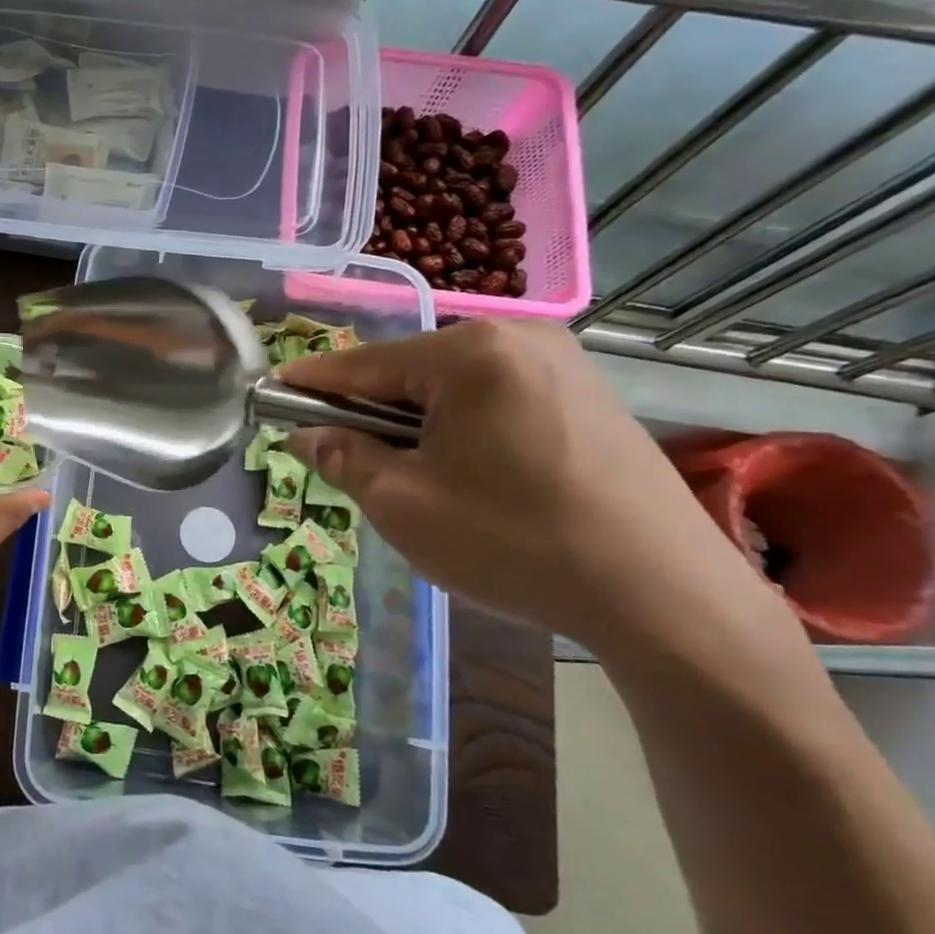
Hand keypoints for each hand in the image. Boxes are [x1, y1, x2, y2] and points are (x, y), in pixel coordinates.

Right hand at [280, 320, 774, 646]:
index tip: (270, 398)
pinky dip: (463, 430)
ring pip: (452, 388)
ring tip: (416, 481)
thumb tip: (306, 434)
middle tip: (351, 465)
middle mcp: (518, 337)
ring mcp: (562, 363)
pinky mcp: (589, 395)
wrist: (663, 596)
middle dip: (371, 413)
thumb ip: (342, 457)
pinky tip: (473, 479)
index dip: (309, 385)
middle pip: (408, 372)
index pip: (360, 365)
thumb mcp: (402, 503)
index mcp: (468, 352)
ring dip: (417, 425)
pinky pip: (496, 399)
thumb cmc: (513, 540)